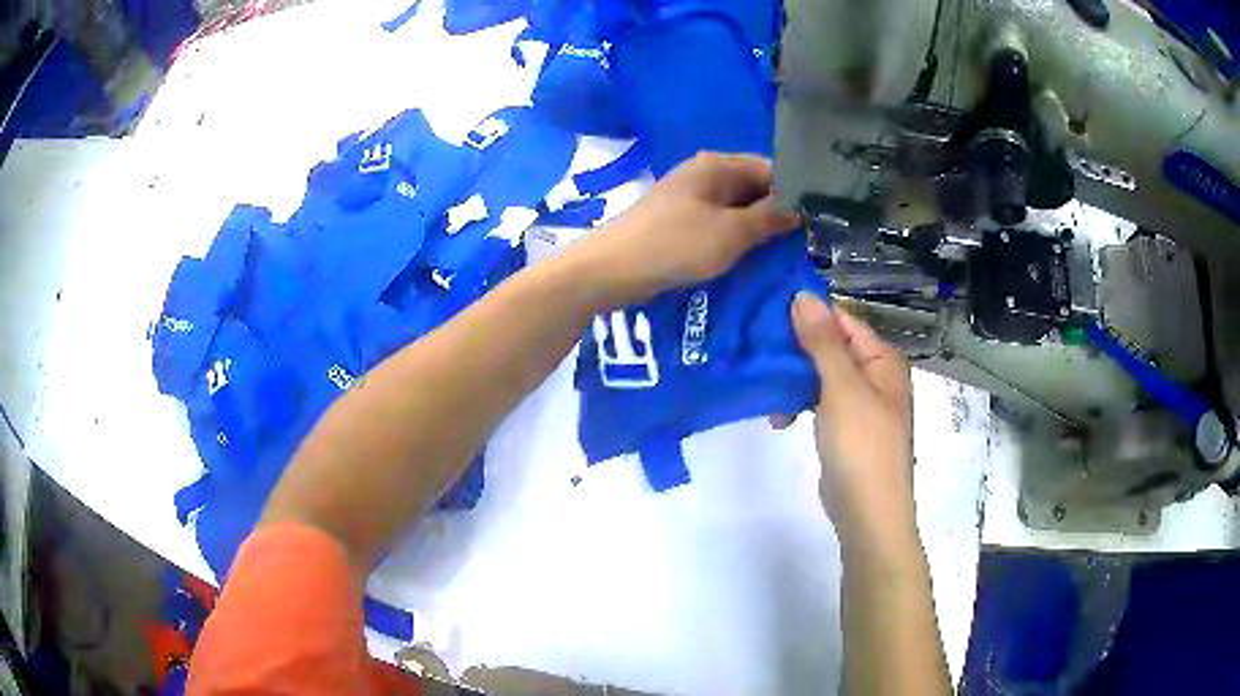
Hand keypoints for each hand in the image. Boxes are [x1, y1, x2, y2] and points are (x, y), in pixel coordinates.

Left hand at [578, 152, 800, 304]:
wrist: (614, 269)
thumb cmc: (677, 244)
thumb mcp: (732, 232)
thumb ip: (770, 217)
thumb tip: (803, 206)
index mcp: (717, 164)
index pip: (771, 167)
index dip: (798, 189)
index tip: (823, 215)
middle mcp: (705, 173)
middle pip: (755, 185)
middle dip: (780, 209)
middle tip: (812, 236)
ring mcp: (691, 196)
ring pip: (738, 206)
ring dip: (760, 224)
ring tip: (790, 247)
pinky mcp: (682, 220)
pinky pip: (721, 221)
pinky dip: (738, 234)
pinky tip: (755, 252)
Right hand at [789, 293, 915, 549]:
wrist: (868, 514)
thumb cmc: (862, 446)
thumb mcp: (842, 389)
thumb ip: (823, 342)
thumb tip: (802, 294)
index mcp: (882, 360)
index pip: (842, 320)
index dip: (808, 313)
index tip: (765, 311)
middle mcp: (875, 376)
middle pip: (831, 347)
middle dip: (796, 348)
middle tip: (756, 348)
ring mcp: (861, 405)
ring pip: (822, 376)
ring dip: (794, 380)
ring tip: (764, 387)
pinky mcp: (846, 429)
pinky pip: (820, 402)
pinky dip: (800, 404)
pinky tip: (778, 416)